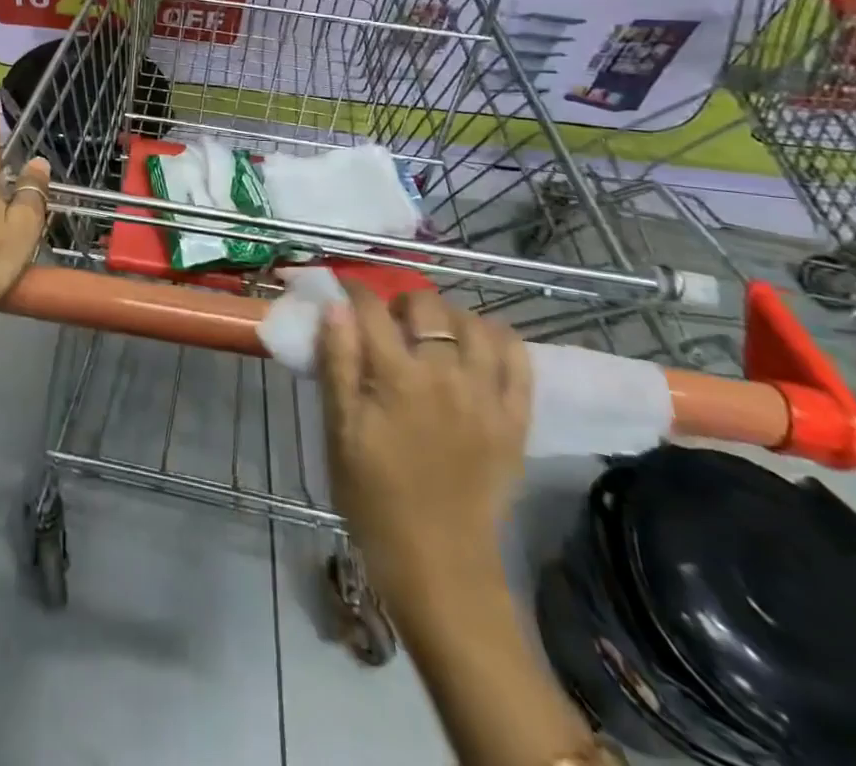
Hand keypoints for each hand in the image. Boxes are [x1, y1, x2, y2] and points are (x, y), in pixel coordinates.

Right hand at [317, 289, 529, 577]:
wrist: (439, 566)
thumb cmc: (374, 498)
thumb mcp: (339, 432)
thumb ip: (337, 364)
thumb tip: (336, 306)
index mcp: (397, 379)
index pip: (372, 309)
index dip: (353, 290)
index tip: (343, 290)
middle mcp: (447, 376)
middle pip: (427, 306)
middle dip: (401, 300)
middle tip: (387, 322)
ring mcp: (488, 396)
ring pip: (475, 323)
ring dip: (449, 317)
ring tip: (433, 334)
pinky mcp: (516, 420)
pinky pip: (519, 360)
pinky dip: (498, 340)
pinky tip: (478, 346)